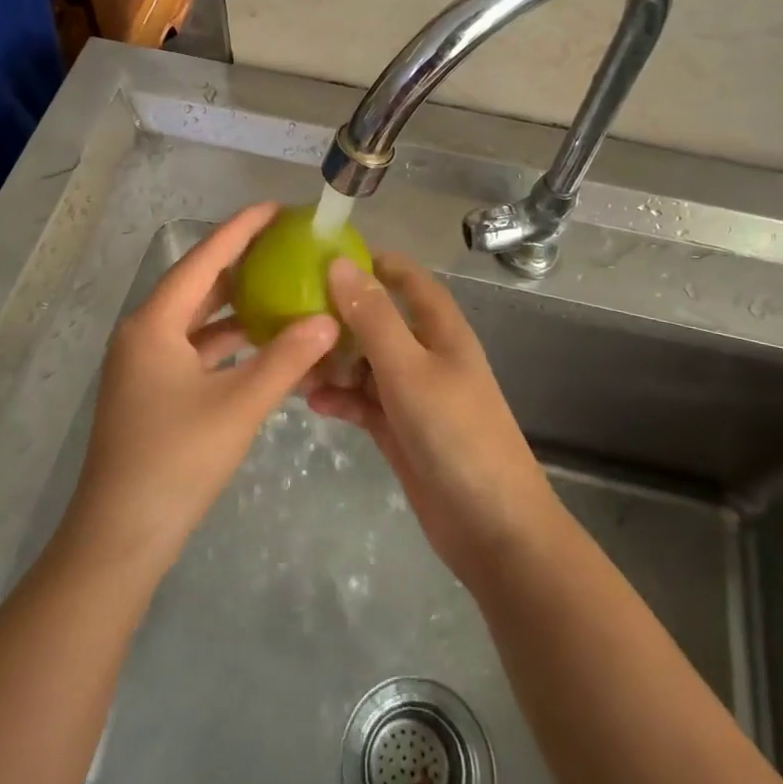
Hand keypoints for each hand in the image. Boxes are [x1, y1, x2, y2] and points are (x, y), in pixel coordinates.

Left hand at [63, 202, 338, 579]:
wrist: (120, 538)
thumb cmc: (176, 462)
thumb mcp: (238, 406)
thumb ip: (287, 359)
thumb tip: (329, 320)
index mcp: (154, 325)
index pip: (203, 260)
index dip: (240, 230)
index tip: (275, 207)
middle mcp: (145, 335)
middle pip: (198, 286)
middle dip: (241, 264)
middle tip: (286, 246)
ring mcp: (145, 367)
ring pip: (198, 322)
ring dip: (237, 308)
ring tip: (283, 288)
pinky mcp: (153, 394)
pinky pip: (196, 353)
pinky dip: (229, 345)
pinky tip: (264, 346)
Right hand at [308, 253, 558, 588]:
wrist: (492, 527)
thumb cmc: (455, 434)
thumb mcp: (408, 368)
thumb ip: (373, 317)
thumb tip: (339, 264)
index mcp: (441, 331)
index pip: (409, 280)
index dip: (375, 263)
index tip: (327, 256)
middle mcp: (427, 355)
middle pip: (379, 321)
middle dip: (340, 316)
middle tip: (290, 312)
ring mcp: (414, 395)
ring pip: (366, 363)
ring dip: (334, 360)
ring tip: (292, 361)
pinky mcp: (401, 430)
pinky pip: (363, 402)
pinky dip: (340, 398)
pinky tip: (312, 402)